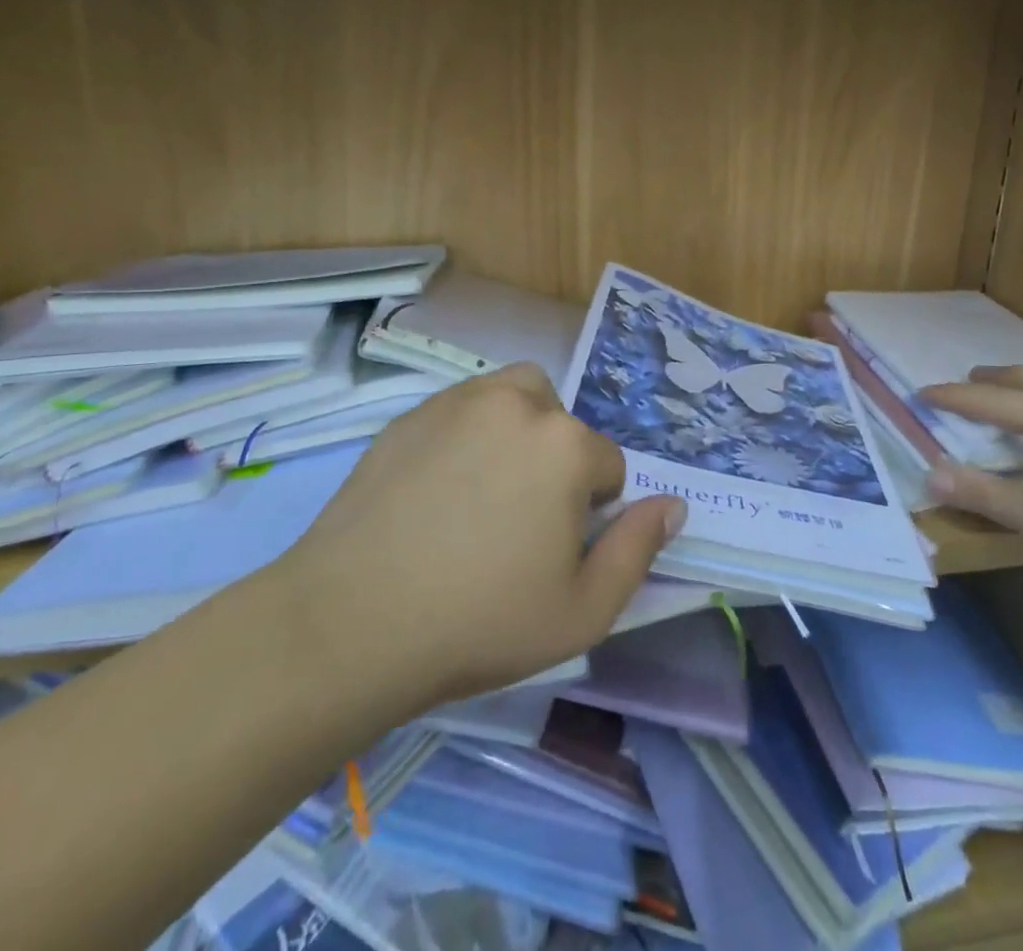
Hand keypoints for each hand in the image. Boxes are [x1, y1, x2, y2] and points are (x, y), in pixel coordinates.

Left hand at [276, 364, 685, 714]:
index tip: (557, 551)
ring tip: (488, 490)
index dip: (594, 512)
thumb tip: (673, 504)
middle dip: (559, 460)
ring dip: (518, 430)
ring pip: (513, 398)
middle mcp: (517, 404)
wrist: (349, 624)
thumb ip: (639, 549)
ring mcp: (457, 403)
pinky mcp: (409, 416)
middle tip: (522, 519)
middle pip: (562, 421)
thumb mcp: (583, 610)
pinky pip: (461, 410)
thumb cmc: (480, 622)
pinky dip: (467, 435)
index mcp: (565, 444)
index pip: (609, 464)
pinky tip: (437, 491)